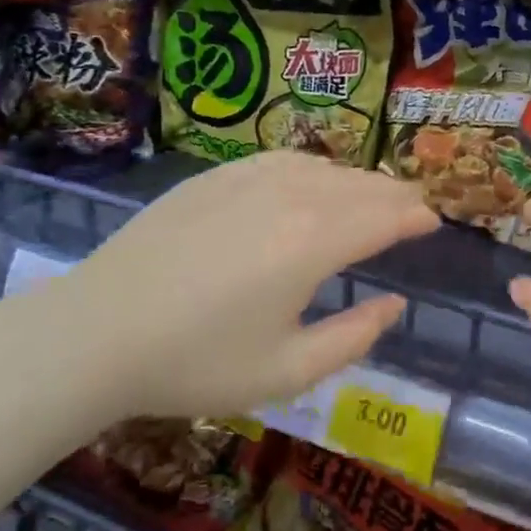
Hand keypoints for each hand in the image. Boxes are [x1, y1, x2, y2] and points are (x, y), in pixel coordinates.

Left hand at [43, 151, 437, 422]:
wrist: (96, 333)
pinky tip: (313, 179)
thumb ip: (355, 337)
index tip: (434, 221)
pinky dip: (315, 168)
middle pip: (361, 185)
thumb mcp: (287, 371)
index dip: (416, 216)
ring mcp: (249, 178)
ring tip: (373, 195)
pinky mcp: (215, 176)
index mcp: (315, 242)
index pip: (385, 216)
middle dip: (395, 195)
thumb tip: (394, 304)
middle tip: (415, 207)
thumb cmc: (196, 362)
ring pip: (324, 167)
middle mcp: (291, 196)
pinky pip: (283, 159)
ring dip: (358, 180)